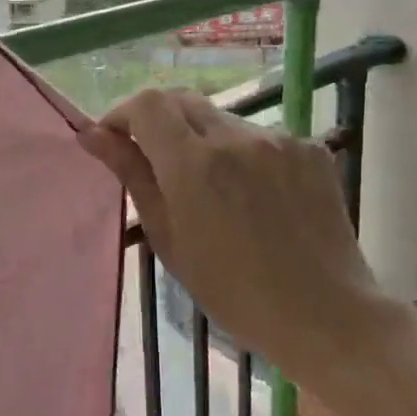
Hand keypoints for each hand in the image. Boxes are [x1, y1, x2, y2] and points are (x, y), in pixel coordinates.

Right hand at [78, 89, 390, 382]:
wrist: (323, 314)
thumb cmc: (232, 291)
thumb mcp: (169, 238)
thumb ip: (133, 176)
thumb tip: (93, 136)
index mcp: (195, 163)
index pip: (148, 104)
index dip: (123, 114)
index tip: (115, 141)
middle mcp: (237, 137)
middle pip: (184, 101)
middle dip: (159, 122)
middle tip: (154, 162)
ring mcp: (280, 140)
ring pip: (223, 121)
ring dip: (203, 141)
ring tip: (212, 191)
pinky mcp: (312, 149)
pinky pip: (262, 139)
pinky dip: (244, 156)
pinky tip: (254, 198)